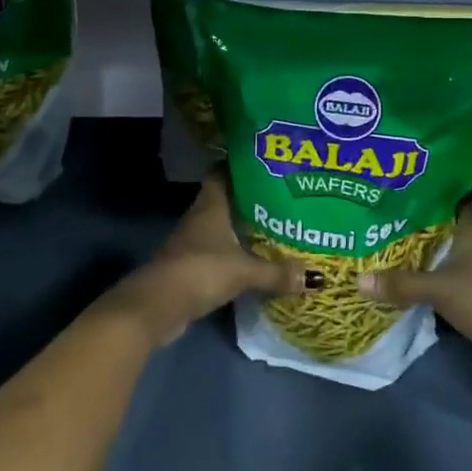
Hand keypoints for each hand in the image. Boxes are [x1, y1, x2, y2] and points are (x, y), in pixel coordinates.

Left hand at [112, 168, 304, 346]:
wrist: (157, 307)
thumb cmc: (200, 271)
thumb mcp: (244, 271)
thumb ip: (277, 272)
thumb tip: (315, 276)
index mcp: (211, 204)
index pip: (223, 172)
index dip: (241, 165)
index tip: (266, 163)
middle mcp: (201, 217)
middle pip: (227, 199)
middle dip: (251, 198)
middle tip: (283, 196)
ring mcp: (194, 242)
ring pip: (223, 225)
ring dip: (243, 227)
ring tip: (276, 225)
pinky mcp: (192, 266)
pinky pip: (219, 250)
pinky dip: (236, 252)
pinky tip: (256, 258)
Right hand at [359, 201, 471, 389]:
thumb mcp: (440, 288)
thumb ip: (402, 284)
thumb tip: (359, 279)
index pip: (457, 199)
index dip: (436, 188)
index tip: (408, 181)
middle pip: (446, 229)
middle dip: (419, 223)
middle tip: (385, 212)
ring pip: (444, 258)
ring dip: (422, 255)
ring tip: (385, 242)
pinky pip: (443, 285)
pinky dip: (426, 283)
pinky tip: (401, 280)